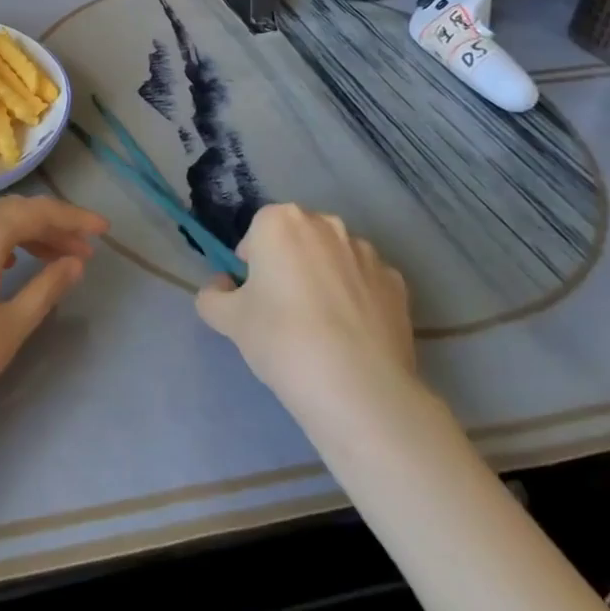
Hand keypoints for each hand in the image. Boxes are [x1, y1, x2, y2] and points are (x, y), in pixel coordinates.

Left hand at [0, 195, 108, 460]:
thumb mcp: (8, 330)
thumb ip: (47, 287)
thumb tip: (74, 261)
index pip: (37, 212)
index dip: (75, 219)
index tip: (104, 230)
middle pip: (8, 212)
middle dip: (48, 226)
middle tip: (80, 251)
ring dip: (16, 234)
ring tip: (44, 258)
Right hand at [196, 203, 420, 431]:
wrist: (358, 388)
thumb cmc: (281, 340)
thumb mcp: (228, 321)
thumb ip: (212, 296)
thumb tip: (222, 287)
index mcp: (280, 222)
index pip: (256, 233)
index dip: (251, 265)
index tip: (253, 298)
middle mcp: (326, 224)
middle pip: (297, 240)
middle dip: (289, 265)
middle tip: (282, 312)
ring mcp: (366, 253)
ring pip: (333, 259)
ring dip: (324, 279)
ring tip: (322, 328)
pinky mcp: (397, 284)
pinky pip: (365, 283)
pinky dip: (357, 300)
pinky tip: (352, 337)